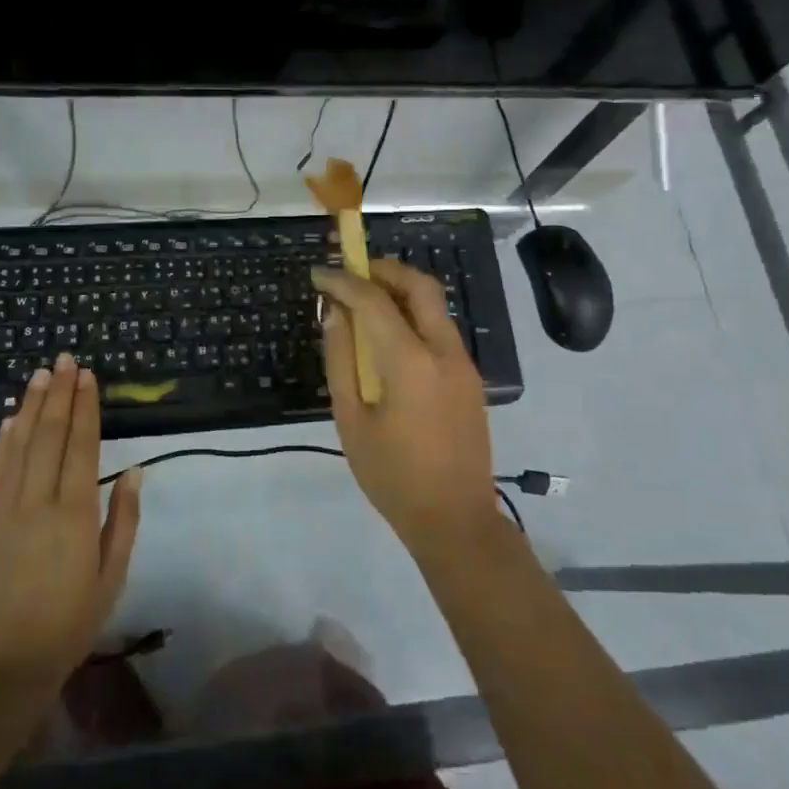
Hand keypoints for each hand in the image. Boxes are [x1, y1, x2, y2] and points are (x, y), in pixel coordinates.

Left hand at [0, 355, 142, 706]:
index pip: (81, 446)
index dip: (84, 408)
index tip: (87, 377)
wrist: (4, 664)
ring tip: (41, 374)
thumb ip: (123, 520)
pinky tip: (10, 418)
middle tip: (65, 360)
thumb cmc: (70, 623)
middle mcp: (38, 501)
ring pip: (20, 444)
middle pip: (50, 435)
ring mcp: (5, 508)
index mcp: (75, 514)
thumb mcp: (112, 577)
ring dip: (31, 406)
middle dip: (59, 394)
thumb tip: (133, 471)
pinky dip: (4, 439)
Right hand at [313, 259, 497, 552]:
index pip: (375, 301)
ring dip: (400, 291)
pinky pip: (440, 329)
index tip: (319, 274)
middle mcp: (444, 351)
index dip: (344, 281)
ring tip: (364, 301)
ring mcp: (464, 363)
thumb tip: (334, 314)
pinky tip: (388, 336)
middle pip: (420, 286)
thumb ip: (341, 360)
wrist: (455, 520)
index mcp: (411, 363)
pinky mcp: (470, 377)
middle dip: (384, 269)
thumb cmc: (393, 476)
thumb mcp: (351, 420)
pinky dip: (413, 316)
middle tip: (351, 273)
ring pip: (434, 305)